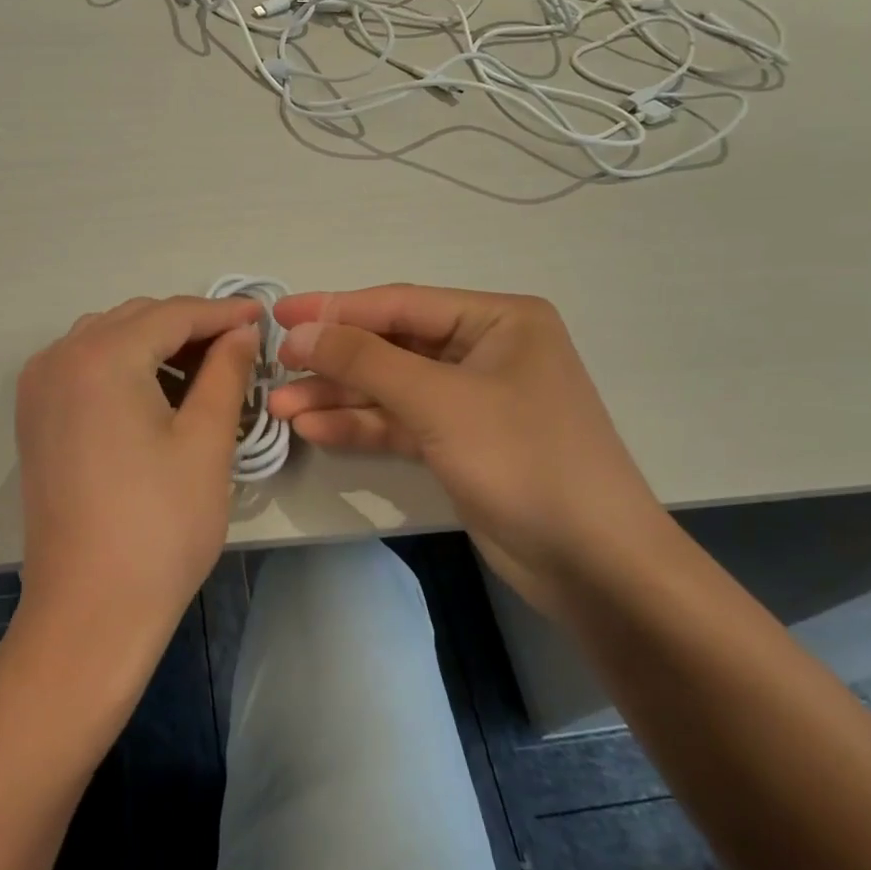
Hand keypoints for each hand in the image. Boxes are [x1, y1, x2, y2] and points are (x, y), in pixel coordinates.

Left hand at [14, 295, 259, 667]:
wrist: (90, 610)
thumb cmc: (159, 526)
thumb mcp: (205, 442)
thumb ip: (226, 373)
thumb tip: (242, 332)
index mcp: (101, 357)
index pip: (172, 314)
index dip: (223, 312)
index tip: (263, 315)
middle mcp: (59, 357)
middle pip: (136, 320)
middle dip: (190, 327)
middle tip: (240, 348)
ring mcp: (39, 388)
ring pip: (107, 339)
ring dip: (155, 344)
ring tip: (204, 370)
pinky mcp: (35, 417)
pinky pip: (84, 367)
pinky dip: (124, 366)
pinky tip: (157, 391)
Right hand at [269, 285, 662, 606]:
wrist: (593, 564)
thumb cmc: (524, 460)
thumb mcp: (439, 401)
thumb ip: (365, 361)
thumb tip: (301, 332)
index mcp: (498, 320)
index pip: (400, 304)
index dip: (335, 308)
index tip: (279, 316)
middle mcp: (485, 351)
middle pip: (392, 346)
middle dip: (334, 360)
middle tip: (276, 368)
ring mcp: (471, 400)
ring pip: (391, 387)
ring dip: (339, 397)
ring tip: (281, 407)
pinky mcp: (461, 442)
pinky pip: (401, 423)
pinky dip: (361, 426)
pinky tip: (314, 430)